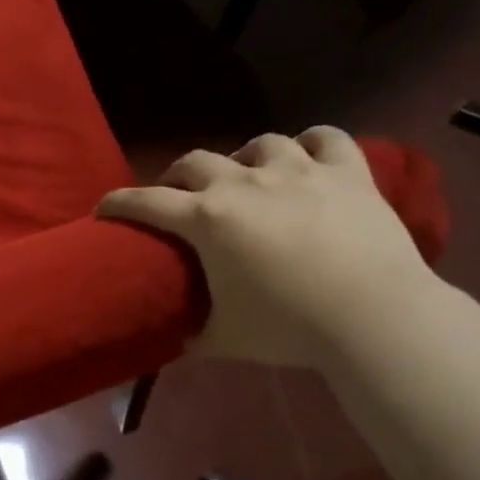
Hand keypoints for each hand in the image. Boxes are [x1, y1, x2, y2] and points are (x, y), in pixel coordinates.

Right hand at [97, 127, 443, 367]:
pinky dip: (311, 144)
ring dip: (243, 159)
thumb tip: (174, 342)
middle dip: (176, 176)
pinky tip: (307, 158)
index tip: (104, 208)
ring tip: (247, 177)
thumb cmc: (288, 328)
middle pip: (194, 161)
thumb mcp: (223, 338)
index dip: (118, 203)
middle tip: (178, 197)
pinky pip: (326, 138)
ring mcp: (299, 170)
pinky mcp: (348, 172)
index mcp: (207, 219)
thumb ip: (191, 335)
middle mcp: (244, 183)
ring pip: (259, 144)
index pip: (145, 202)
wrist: (375, 317)